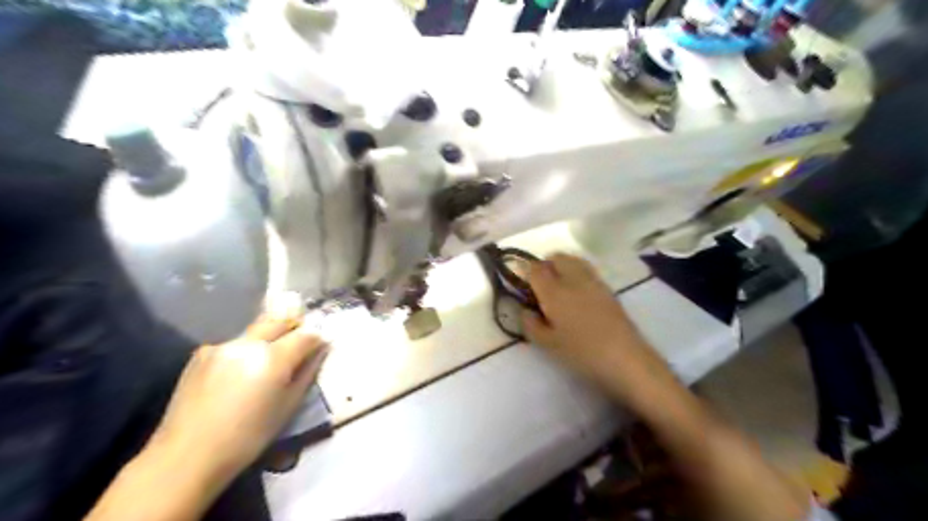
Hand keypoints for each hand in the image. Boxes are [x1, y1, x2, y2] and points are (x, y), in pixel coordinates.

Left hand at [149, 295, 329, 486]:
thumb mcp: (288, 406)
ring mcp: (222, 346)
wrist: (185, 457)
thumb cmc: (247, 438)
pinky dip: (244, 352)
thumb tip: (320, 351)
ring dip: (269, 339)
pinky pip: (234, 344)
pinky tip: (238, 374)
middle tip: (300, 343)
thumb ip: (307, 372)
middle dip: (294, 326)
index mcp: (273, 358)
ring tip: (267, 363)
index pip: (306, 334)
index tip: (322, 345)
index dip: (317, 338)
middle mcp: (248, 343)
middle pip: (280, 320)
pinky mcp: (202, 353)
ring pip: (256, 331)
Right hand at [520, 254, 674, 405]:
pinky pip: (587, 271)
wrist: (625, 359)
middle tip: (542, 288)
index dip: (526, 273)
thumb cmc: (581, 353)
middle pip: (556, 257)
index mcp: (554, 291)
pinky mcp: (608, 288)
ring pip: (573, 260)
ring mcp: (593, 281)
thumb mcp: (548, 344)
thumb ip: (531, 325)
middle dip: (546, 266)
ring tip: (560, 290)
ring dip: (563, 267)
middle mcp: (573, 279)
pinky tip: (579, 297)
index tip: (525, 287)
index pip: (535, 269)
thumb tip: (526, 311)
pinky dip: (577, 275)